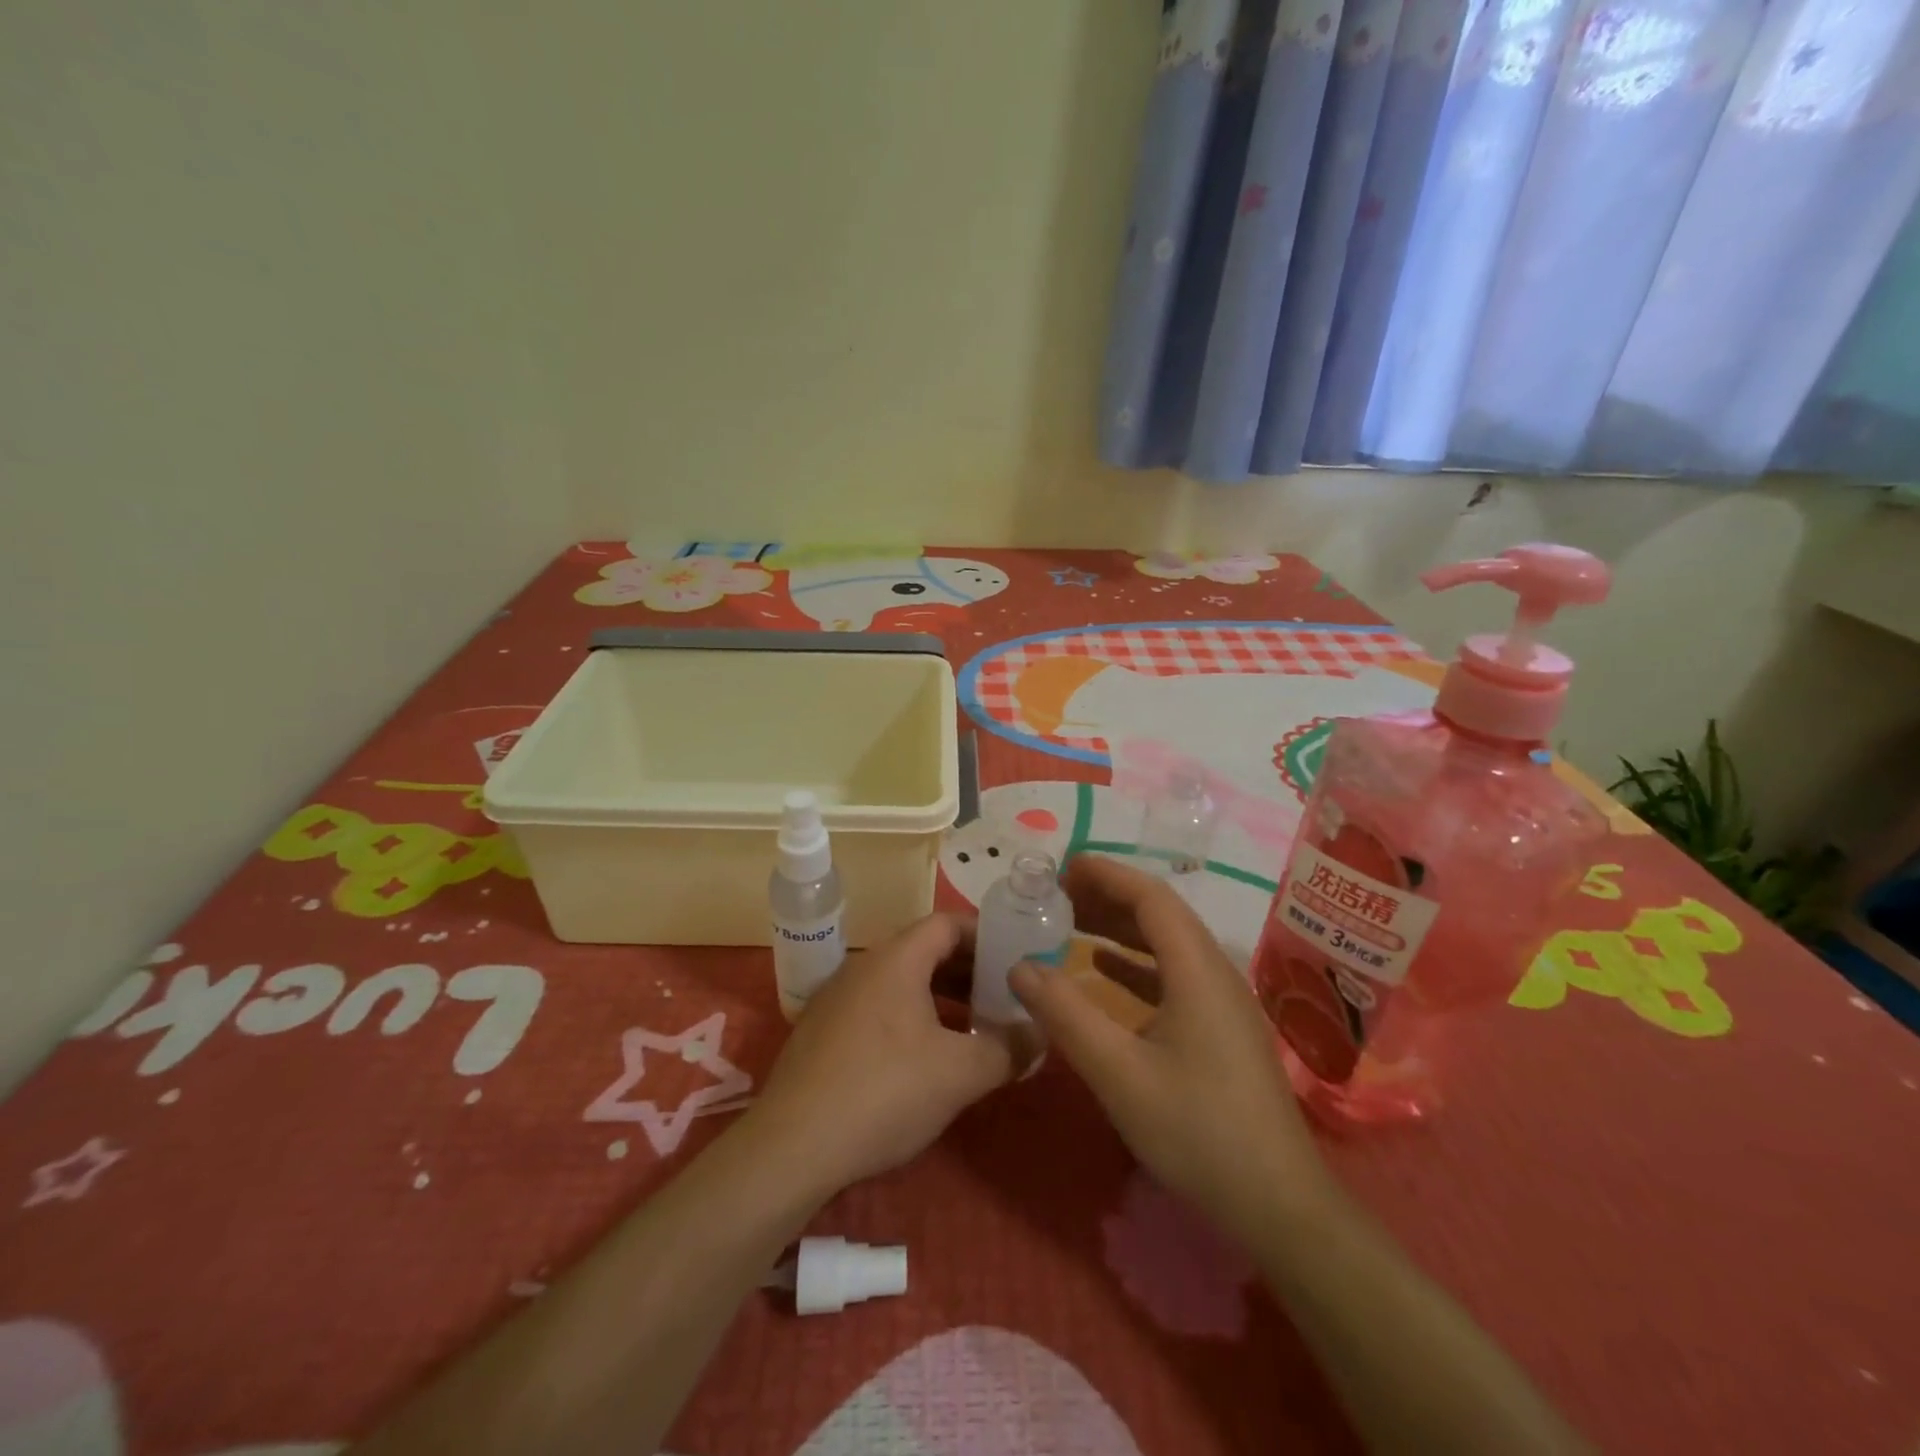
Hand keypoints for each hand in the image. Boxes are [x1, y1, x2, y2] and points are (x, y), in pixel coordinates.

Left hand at [744, 912, 1012, 1197]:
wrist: (792, 1146)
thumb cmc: (884, 1092)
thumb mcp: (960, 1074)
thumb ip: (1007, 1049)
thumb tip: (1039, 1034)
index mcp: (896, 959)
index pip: (947, 924)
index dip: (985, 935)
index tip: (1015, 959)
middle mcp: (863, 966)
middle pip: (924, 951)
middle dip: (968, 971)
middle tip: (1002, 997)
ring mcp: (837, 998)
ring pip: (901, 982)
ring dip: (940, 998)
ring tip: (972, 1028)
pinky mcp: (822, 1032)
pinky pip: (878, 1007)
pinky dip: (910, 1018)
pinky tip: (925, 1058)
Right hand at [1010, 855, 1333, 1239]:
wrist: (1279, 1204)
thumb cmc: (1199, 1131)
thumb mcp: (1119, 1073)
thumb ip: (1066, 1015)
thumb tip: (1020, 966)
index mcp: (1197, 970)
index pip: (1150, 897)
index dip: (1106, 874)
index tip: (1062, 867)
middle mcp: (1214, 972)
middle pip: (1160, 914)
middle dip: (1107, 896)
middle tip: (1055, 894)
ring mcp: (1222, 1001)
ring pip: (1167, 943)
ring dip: (1120, 926)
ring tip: (1070, 921)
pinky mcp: (1221, 1028)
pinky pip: (1174, 973)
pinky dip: (1135, 962)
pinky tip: (1104, 969)